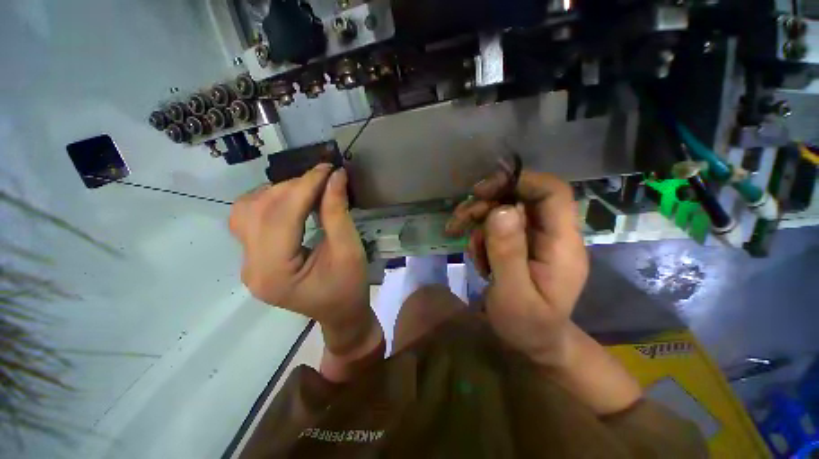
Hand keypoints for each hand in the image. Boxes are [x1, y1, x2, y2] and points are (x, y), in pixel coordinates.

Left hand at [229, 164, 378, 358]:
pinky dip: (270, 202)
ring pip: (247, 210)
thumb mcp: (349, 250)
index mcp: (275, 273)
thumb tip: (335, 176)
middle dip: (293, 186)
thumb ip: (338, 212)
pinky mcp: (253, 257)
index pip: (281, 216)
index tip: (327, 168)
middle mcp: (251, 267)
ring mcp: (247, 262)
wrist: (340, 312)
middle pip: (259, 210)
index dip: (305, 186)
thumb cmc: (349, 287)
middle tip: (323, 178)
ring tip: (308, 189)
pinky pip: (250, 218)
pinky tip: (292, 201)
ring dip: (278, 192)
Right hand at [445, 169, 588, 366]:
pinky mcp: (520, 245)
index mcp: (562, 244)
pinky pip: (497, 227)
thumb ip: (508, 253)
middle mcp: (551, 235)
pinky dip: (480, 236)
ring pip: (504, 211)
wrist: (534, 343)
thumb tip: (500, 210)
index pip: (552, 193)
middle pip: (522, 198)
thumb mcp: (513, 295)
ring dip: (478, 220)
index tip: (484, 191)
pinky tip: (476, 257)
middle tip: (460, 218)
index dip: (520, 181)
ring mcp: (535, 239)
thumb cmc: (528, 326)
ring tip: (461, 240)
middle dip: (487, 203)